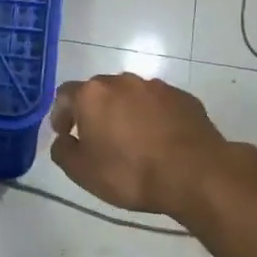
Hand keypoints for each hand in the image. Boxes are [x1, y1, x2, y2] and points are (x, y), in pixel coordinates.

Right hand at [48, 73, 231, 215]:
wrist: (195, 174)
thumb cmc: (130, 173)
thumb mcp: (82, 172)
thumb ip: (63, 151)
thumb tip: (63, 140)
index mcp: (92, 95)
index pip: (65, 94)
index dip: (61, 113)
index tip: (65, 133)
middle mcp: (122, 81)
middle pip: (99, 91)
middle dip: (94, 110)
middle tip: (96, 137)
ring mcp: (156, 87)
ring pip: (130, 95)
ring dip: (124, 111)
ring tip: (130, 139)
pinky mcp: (183, 97)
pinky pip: (158, 104)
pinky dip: (152, 116)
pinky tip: (158, 140)